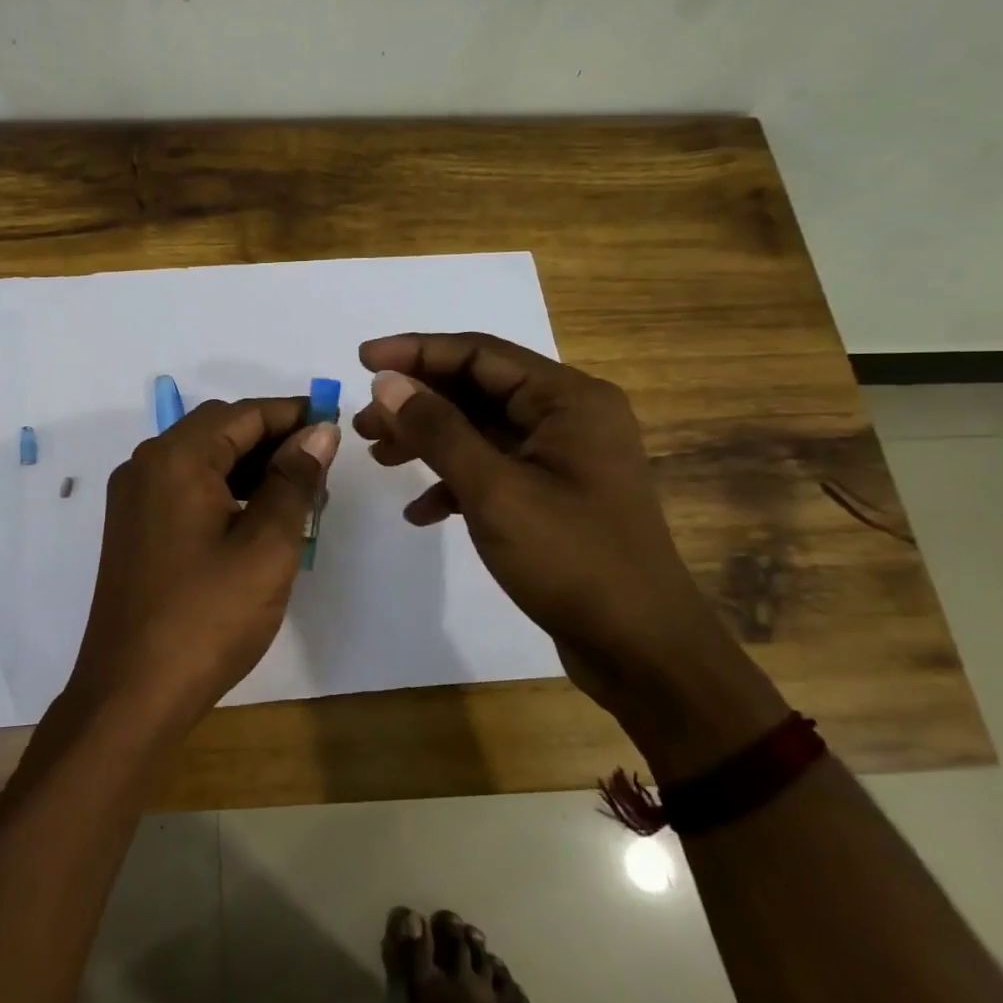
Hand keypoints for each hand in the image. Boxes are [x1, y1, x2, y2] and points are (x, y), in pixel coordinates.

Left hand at [62, 398, 338, 740]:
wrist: (131, 694)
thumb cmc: (207, 617)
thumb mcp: (266, 547)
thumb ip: (294, 481)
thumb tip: (319, 432)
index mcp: (176, 458)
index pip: (244, 413)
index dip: (293, 414)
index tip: (335, 426)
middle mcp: (146, 465)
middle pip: (219, 430)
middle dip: (273, 440)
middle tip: (322, 467)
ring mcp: (134, 498)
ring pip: (202, 459)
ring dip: (250, 466)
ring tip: (300, 494)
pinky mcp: (134, 528)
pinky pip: (185, 488)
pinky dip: (224, 490)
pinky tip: (257, 517)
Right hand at [353, 332, 784, 775]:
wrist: (642, 650)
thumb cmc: (571, 559)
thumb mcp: (493, 490)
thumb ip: (437, 429)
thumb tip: (386, 382)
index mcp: (567, 399)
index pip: (479, 353)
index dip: (416, 351)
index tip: (361, 360)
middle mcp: (569, 417)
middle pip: (477, 390)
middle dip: (417, 402)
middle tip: (361, 422)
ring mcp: (563, 459)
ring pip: (480, 431)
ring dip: (428, 440)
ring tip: (377, 456)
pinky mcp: (554, 496)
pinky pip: (493, 470)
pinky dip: (454, 482)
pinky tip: (420, 511)